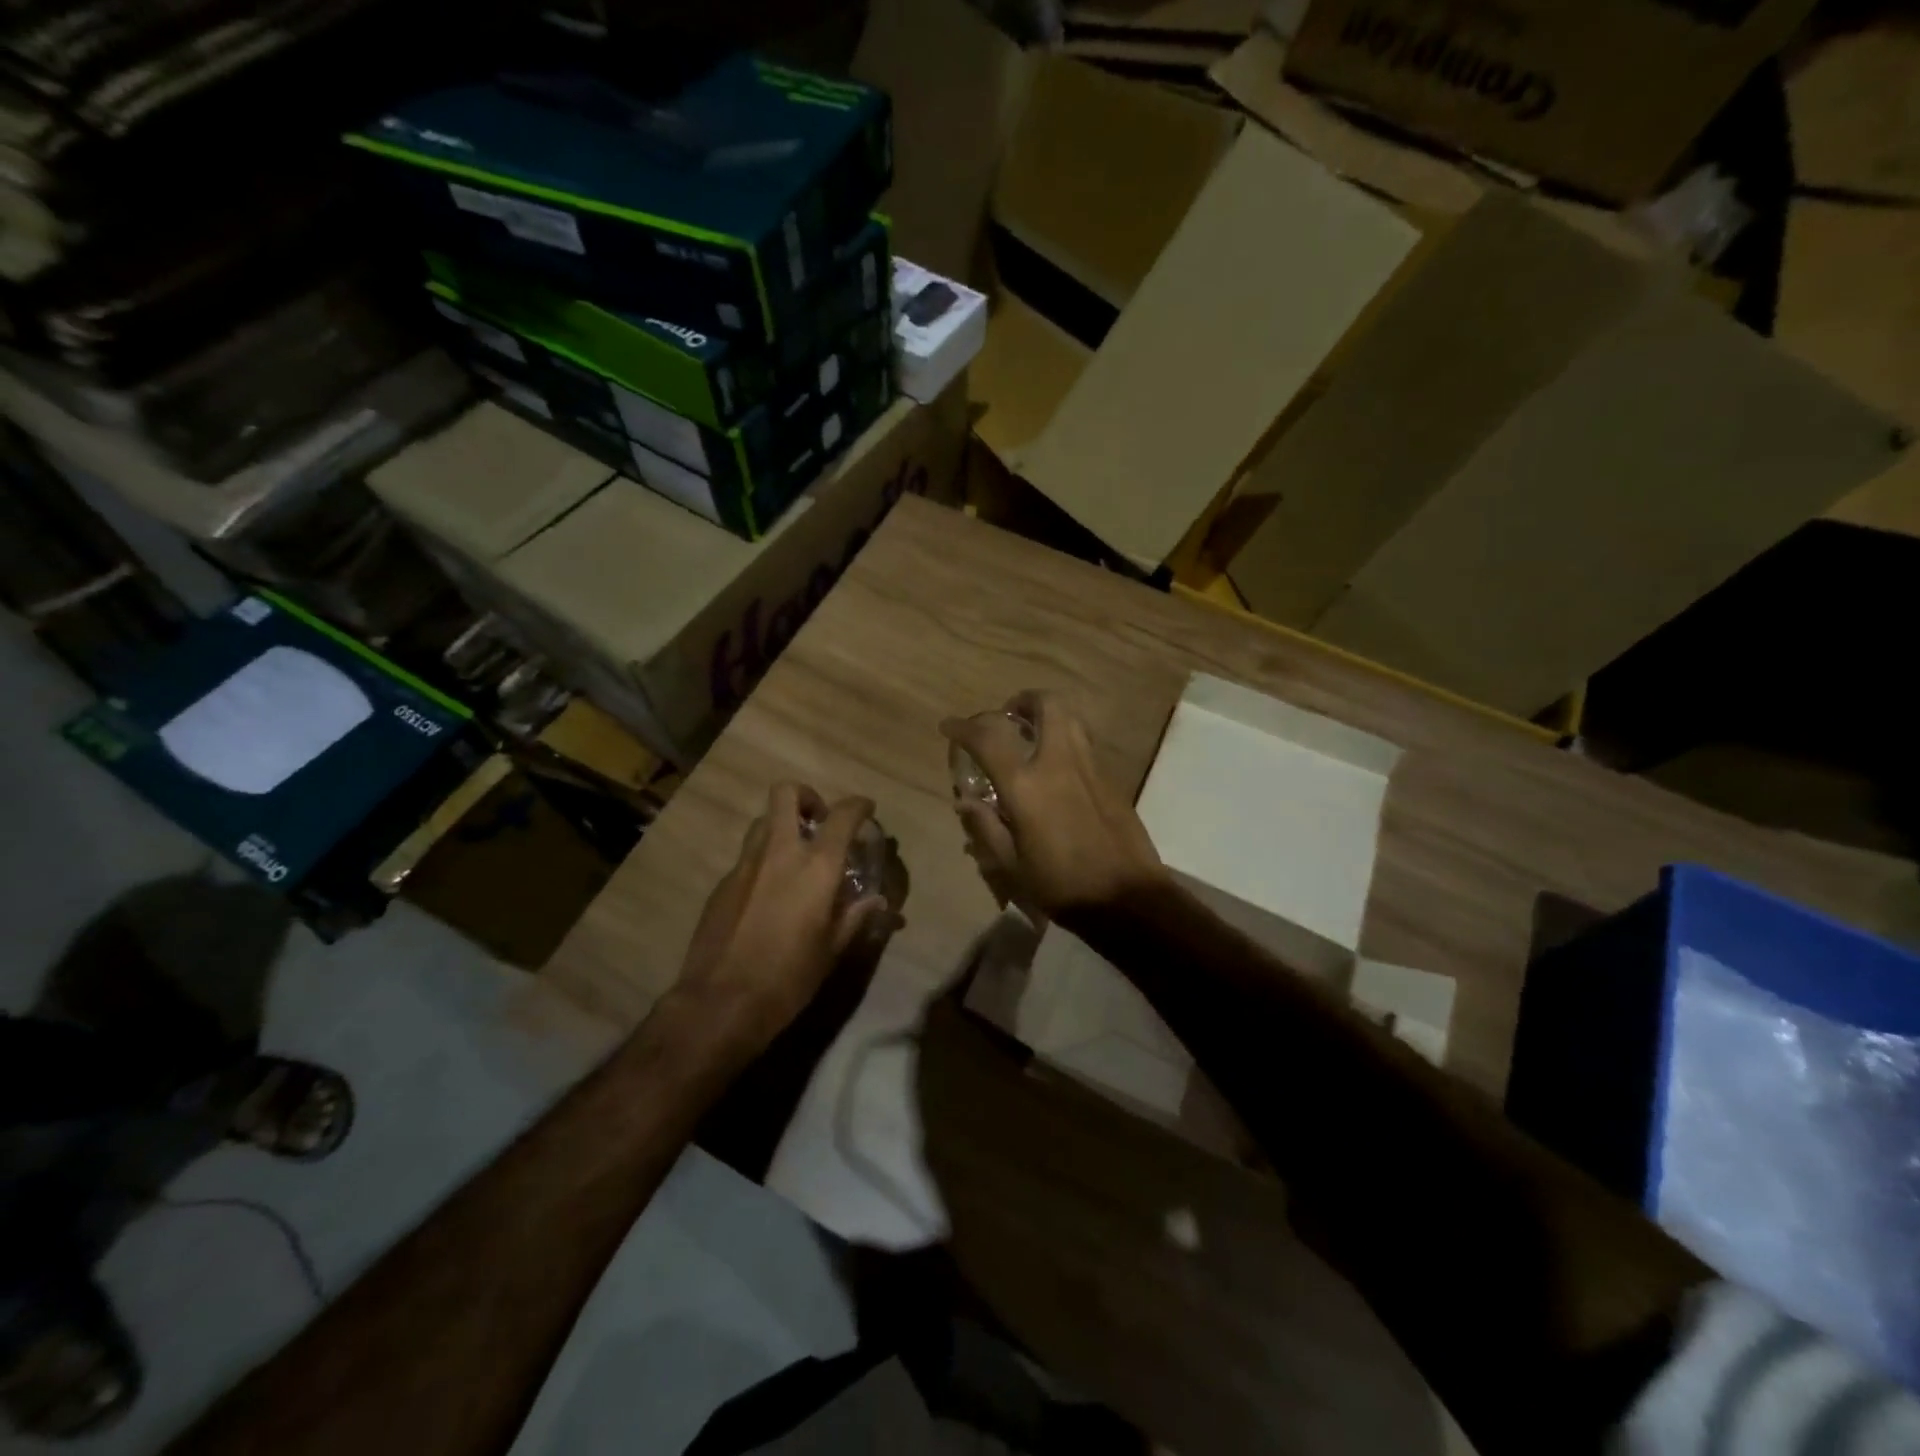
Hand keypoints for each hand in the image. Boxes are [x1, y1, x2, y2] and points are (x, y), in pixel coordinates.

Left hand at [672, 784, 893, 1057]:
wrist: (720, 1003)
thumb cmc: (789, 978)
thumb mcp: (832, 950)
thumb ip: (856, 917)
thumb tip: (880, 902)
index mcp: (816, 867)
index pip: (843, 815)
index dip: (859, 806)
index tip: (867, 810)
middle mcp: (779, 853)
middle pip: (786, 794)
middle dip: (807, 797)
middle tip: (820, 822)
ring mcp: (745, 865)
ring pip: (763, 822)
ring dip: (782, 826)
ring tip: (797, 856)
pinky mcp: (722, 884)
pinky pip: (747, 856)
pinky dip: (764, 861)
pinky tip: (770, 894)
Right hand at [941, 691, 1164, 923]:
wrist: (1128, 899)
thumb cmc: (1062, 886)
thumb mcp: (1011, 866)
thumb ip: (985, 827)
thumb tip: (965, 801)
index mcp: (1026, 786)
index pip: (989, 738)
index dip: (964, 727)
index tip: (949, 727)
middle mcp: (1059, 763)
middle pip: (1046, 705)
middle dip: (1022, 700)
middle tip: (1008, 716)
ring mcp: (1090, 767)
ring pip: (1071, 717)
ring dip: (1048, 714)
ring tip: (1032, 734)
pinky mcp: (1111, 779)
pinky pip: (1085, 743)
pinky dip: (1066, 738)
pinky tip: (1057, 767)